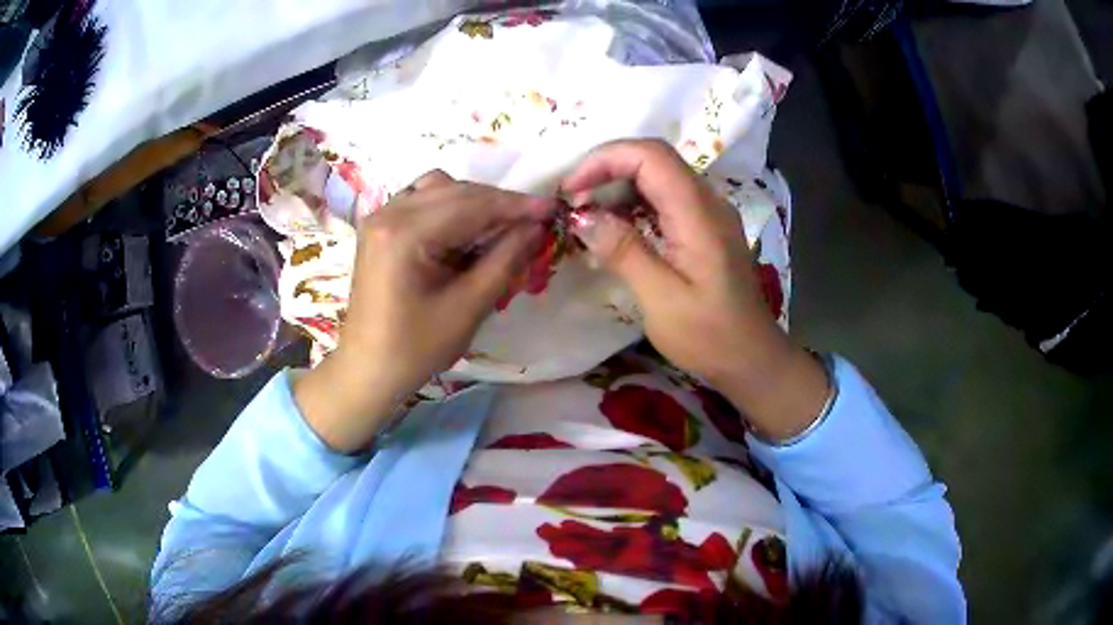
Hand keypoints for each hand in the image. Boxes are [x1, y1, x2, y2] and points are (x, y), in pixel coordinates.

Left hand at [295, 170, 551, 451]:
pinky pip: (421, 200)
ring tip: (500, 227)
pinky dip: (450, 207)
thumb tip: (535, 227)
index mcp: (405, 234)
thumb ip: (504, 260)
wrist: (368, 369)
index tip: (552, 208)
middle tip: (533, 221)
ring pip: (438, 188)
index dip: (515, 205)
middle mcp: (388, 214)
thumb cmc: (416, 348)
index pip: (471, 205)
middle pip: (455, 190)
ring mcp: (380, 217)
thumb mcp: (468, 308)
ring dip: (473, 202)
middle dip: (498, 203)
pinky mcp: (380, 227)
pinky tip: (465, 231)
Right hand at [563, 139, 829, 440]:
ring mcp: (710, 213)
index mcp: (699, 213)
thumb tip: (581, 215)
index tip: (571, 190)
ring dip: (618, 187)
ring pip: (658, 177)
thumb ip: (623, 251)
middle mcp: (708, 201)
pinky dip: (634, 204)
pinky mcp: (705, 228)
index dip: (605, 159)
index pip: (650, 155)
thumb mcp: (661, 299)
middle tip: (574, 205)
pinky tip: (616, 230)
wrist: (751, 358)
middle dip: (606, 171)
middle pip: (653, 159)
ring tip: (587, 217)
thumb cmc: (709, 335)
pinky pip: (666, 199)